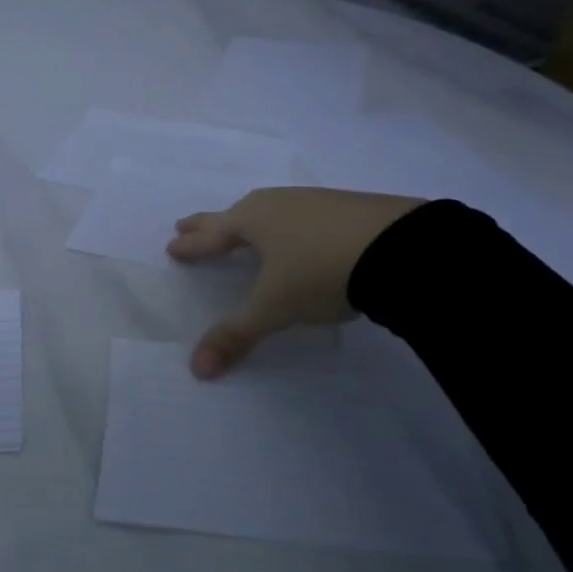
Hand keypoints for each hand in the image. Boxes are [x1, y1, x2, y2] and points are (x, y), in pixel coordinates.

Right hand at [167, 187, 425, 379]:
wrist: (400, 248)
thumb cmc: (320, 272)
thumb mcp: (274, 308)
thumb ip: (236, 335)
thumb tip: (197, 369)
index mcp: (251, 221)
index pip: (211, 236)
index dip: (191, 246)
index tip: (172, 247)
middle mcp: (277, 204)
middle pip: (233, 214)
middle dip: (208, 224)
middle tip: (186, 225)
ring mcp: (314, 202)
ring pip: (269, 209)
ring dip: (249, 220)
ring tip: (243, 228)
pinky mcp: (348, 207)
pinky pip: (301, 213)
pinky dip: (287, 223)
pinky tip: (299, 233)